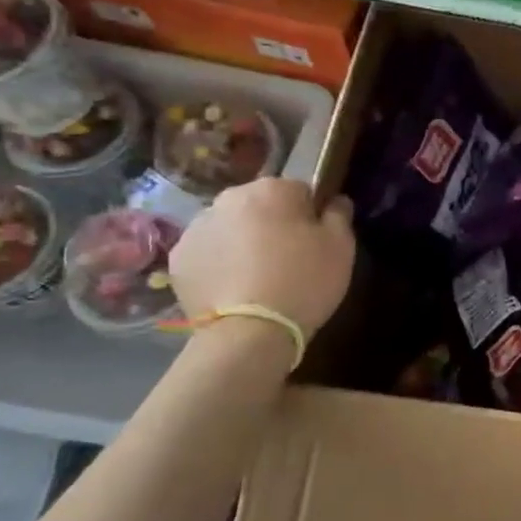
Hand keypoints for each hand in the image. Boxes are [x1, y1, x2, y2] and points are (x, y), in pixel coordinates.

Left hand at [169, 180, 354, 338]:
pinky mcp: (178, 259)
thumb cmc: (304, 281)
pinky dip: (219, 264)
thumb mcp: (341, 246)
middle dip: (271, 225)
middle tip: (287, 260)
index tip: (315, 242)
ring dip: (242, 242)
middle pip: (259, 206)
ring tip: (257, 278)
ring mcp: (197, 228)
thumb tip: (335, 200)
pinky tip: (234, 288)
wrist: (250, 332)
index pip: (299, 191)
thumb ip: (339, 214)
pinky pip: (207, 253)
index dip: (310, 216)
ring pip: (230, 228)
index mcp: (272, 189)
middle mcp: (229, 199)